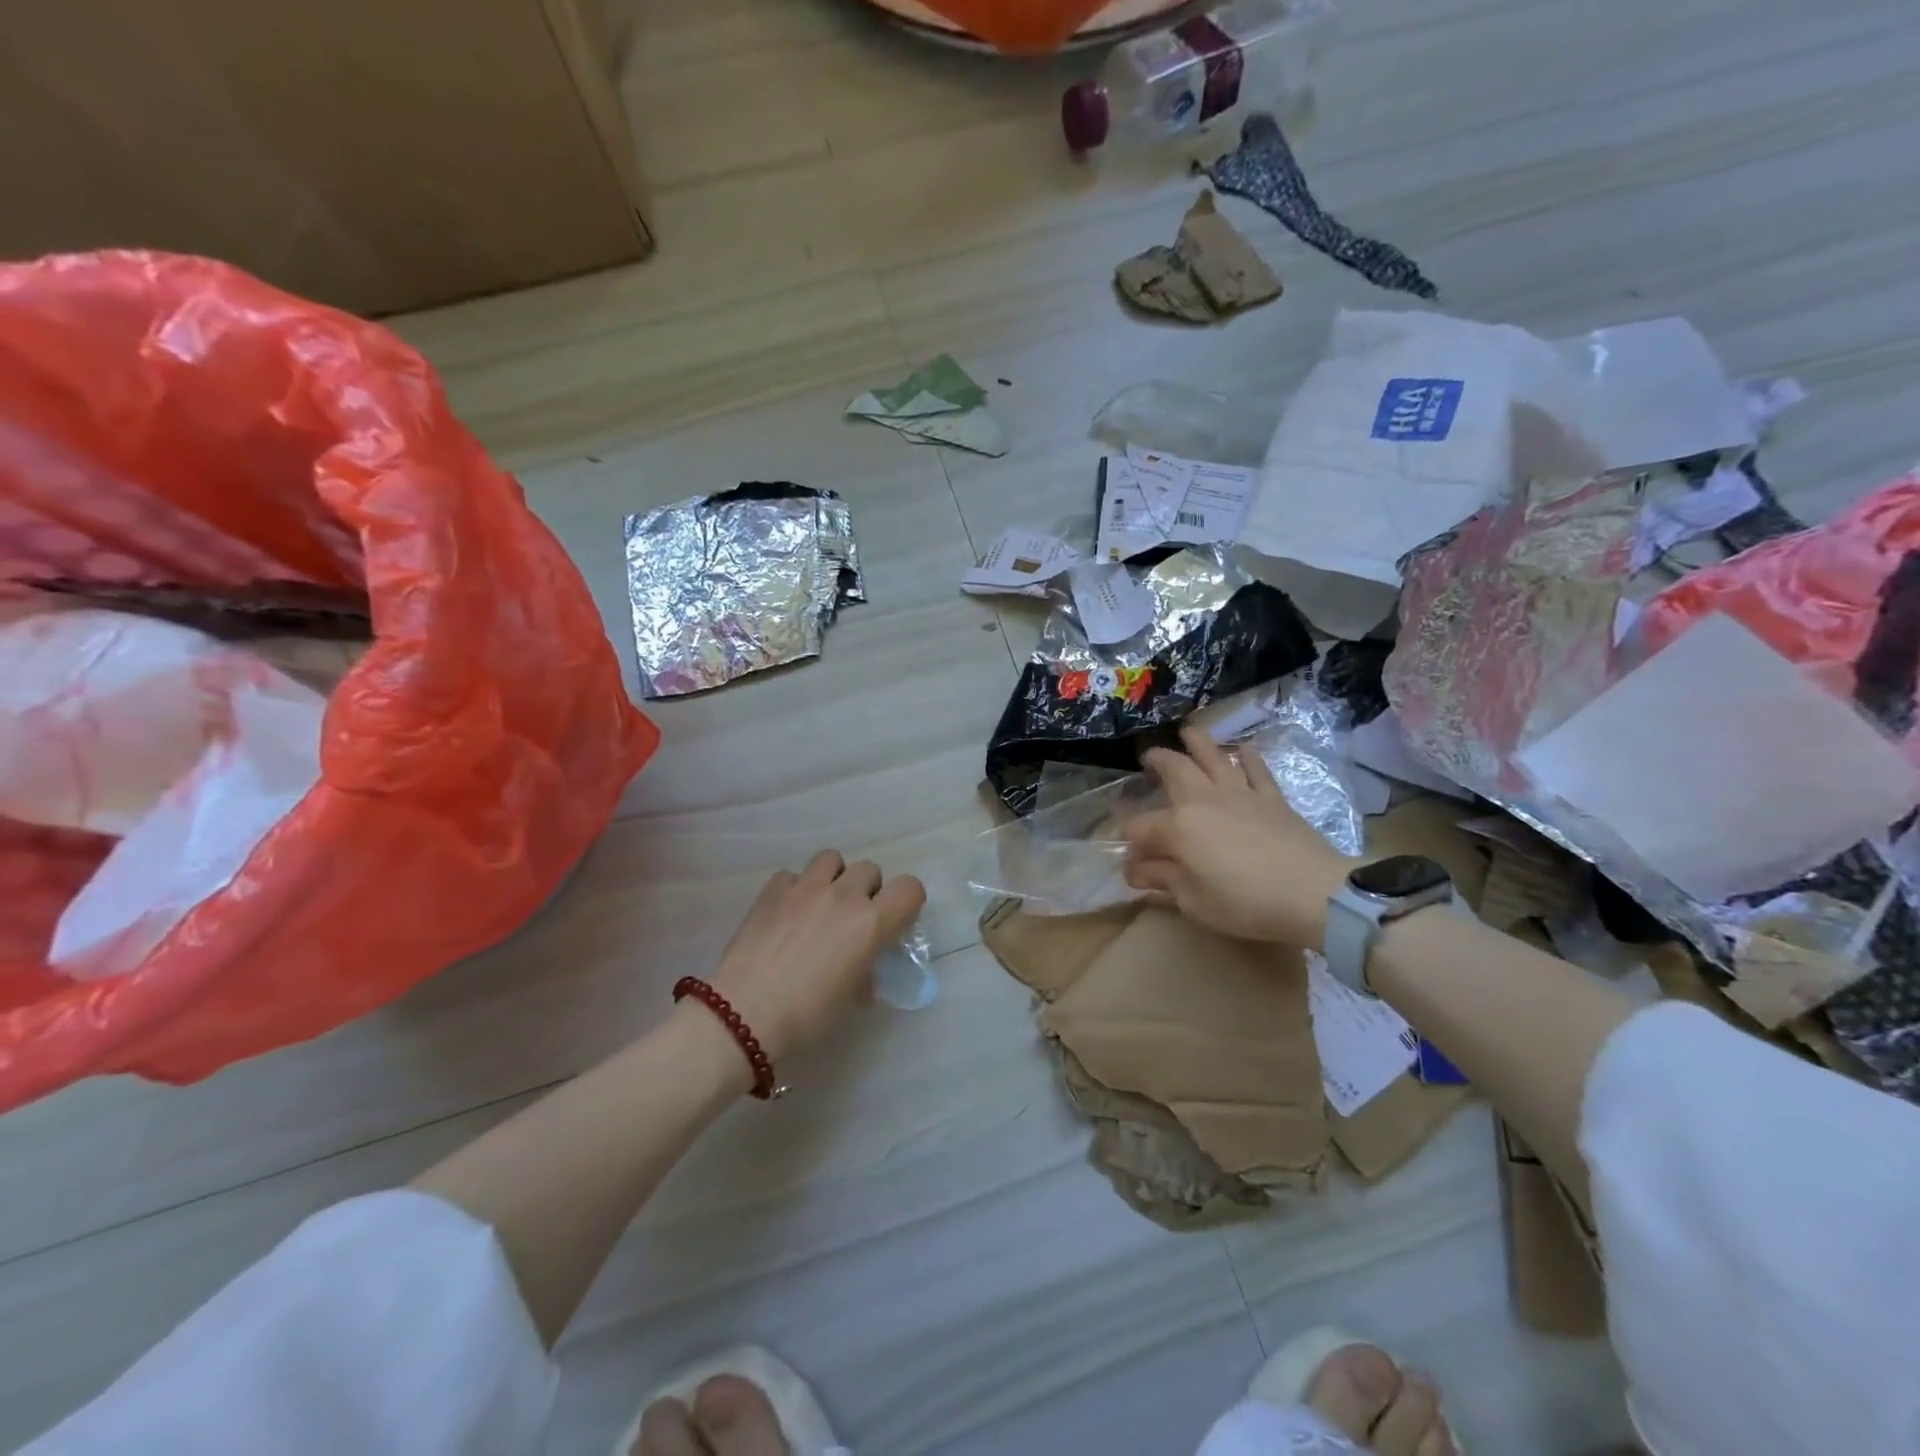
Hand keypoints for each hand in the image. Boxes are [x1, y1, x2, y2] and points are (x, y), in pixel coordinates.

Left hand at [706, 850, 925, 1065]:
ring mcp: (805, 887)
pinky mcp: (772, 890)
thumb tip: (863, 970)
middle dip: (867, 889)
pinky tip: (785, 914)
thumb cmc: (807, 1016)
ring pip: (832, 859)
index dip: (907, 902)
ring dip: (833, 878)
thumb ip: (866, 973)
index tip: (895, 921)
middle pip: (869, 869)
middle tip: (852, 918)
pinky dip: (794, 889)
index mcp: (871, 923)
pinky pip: (792, 875)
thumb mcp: (850, 999)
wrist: (744, 1015)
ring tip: (820, 904)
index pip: (910, 888)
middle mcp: (843, 896)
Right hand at [1123, 724, 1348, 946]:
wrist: (1313, 893)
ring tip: (1188, 732)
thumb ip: (1162, 880)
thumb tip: (1134, 870)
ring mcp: (1240, 794)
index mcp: (1178, 827)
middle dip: (1157, 761)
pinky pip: (1256, 770)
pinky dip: (1247, 757)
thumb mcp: (1193, 901)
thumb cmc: (1246, 903)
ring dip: (1198, 742)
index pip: (1141, 828)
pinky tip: (1243, 750)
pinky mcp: (1272, 798)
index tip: (1129, 857)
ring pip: (1214, 757)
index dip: (1129, 841)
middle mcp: (1203, 800)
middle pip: (1174, 770)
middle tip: (1148, 758)